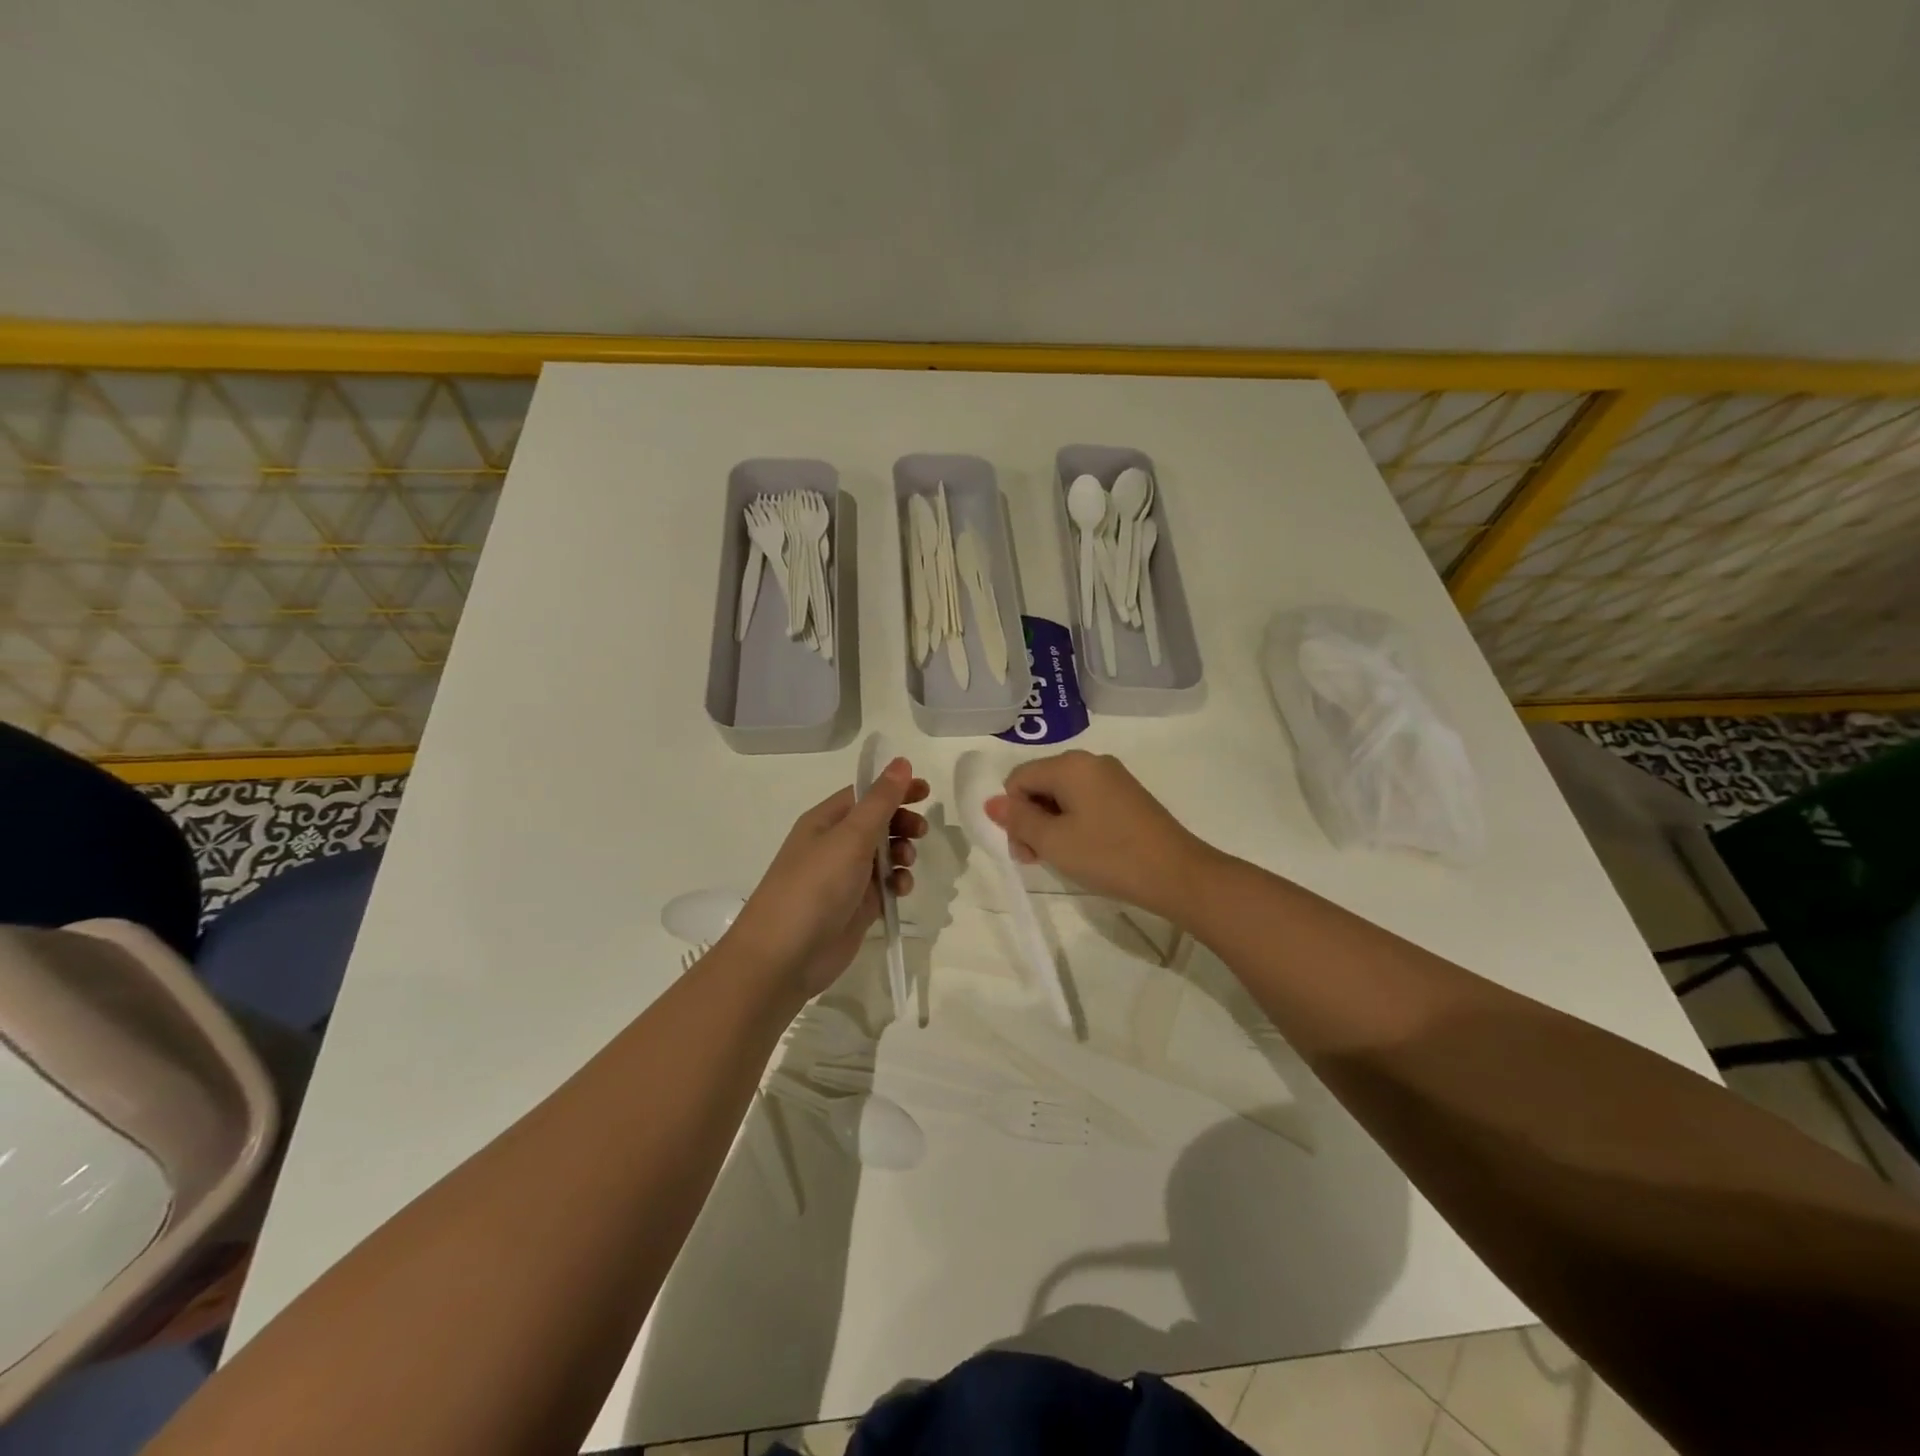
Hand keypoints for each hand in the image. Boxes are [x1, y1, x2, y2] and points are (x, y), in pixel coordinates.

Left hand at [726, 759, 929, 1001]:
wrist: (784, 956)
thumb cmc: (815, 886)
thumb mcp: (850, 837)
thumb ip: (881, 801)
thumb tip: (902, 762)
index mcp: (825, 821)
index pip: (865, 794)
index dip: (895, 789)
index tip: (927, 791)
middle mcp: (834, 845)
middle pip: (877, 823)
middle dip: (902, 823)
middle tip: (920, 831)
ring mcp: (845, 878)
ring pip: (884, 855)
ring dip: (901, 853)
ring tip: (906, 862)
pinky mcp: (856, 907)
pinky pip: (884, 886)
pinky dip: (897, 884)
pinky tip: (901, 890)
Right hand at [985, 750, 1213, 920]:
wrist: (1177, 874)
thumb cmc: (1109, 855)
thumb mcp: (1054, 842)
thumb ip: (1019, 820)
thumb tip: (991, 802)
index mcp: (1071, 765)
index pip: (1018, 778)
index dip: (1012, 813)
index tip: (1025, 851)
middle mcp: (1091, 762)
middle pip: (1040, 784)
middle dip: (1031, 820)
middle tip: (1038, 859)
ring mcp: (1113, 778)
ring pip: (1062, 795)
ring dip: (1051, 825)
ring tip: (1062, 859)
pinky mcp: (1127, 796)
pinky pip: (1086, 802)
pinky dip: (1074, 824)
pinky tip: (1084, 850)